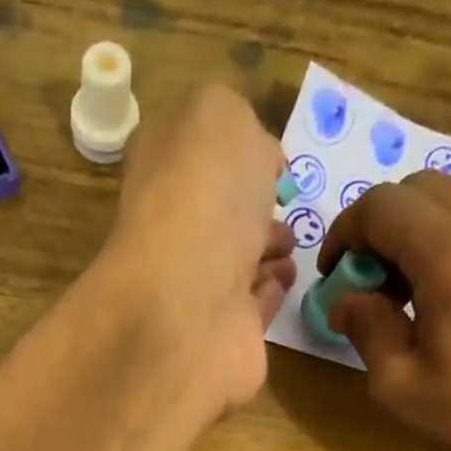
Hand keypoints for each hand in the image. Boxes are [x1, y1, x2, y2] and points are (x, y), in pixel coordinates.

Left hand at [95, 84, 296, 420]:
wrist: (191, 303)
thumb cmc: (203, 196)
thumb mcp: (217, 115)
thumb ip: (232, 119)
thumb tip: (253, 156)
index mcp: (160, 172)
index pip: (191, 154)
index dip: (229, 151)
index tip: (269, 157)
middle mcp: (171, 231)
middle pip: (213, 213)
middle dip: (251, 206)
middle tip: (284, 203)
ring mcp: (194, 289)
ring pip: (234, 263)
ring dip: (265, 250)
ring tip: (290, 244)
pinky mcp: (222, 335)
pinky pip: (250, 308)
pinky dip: (269, 293)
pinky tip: (283, 281)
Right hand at [318, 171, 450, 450]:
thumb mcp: (397, 384)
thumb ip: (365, 326)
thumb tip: (347, 299)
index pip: (383, 205)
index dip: (345, 232)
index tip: (333, 274)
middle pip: (422, 188)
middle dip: (381, 226)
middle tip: (368, 281)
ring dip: (420, 229)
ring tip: (408, 290)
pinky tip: (449, 291)